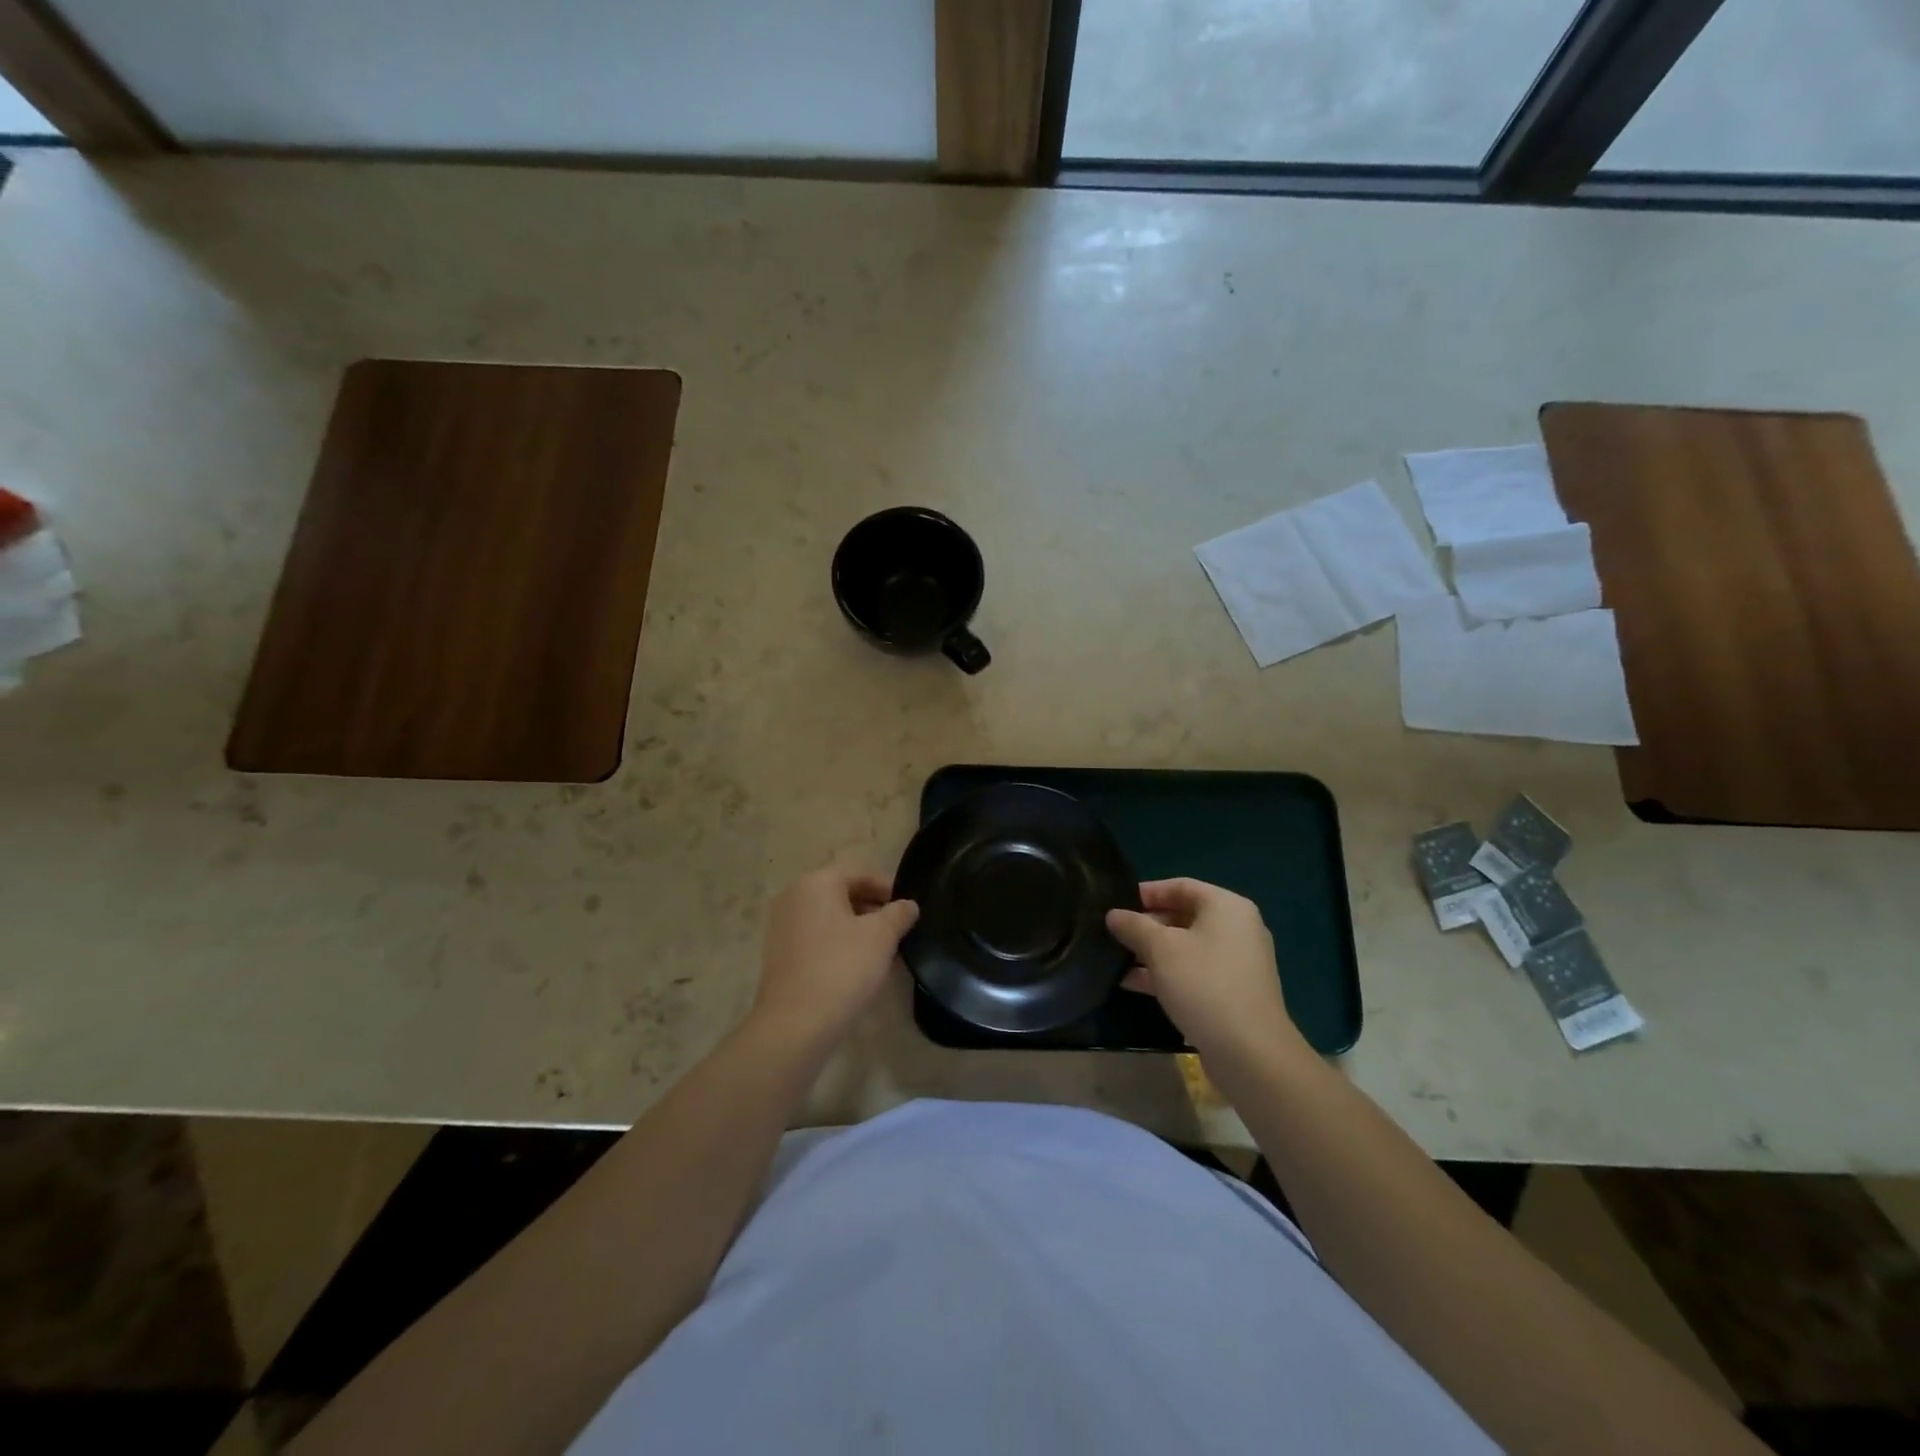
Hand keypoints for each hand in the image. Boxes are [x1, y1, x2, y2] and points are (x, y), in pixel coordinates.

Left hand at [750, 868, 918, 1052]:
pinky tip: (861, 968)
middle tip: (901, 932)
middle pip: (844, 894)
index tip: (910, 910)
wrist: (795, 1024)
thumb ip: (899, 913)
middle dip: (874, 911)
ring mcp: (783, 926)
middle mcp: (794, 896)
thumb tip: (908, 905)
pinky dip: (840, 945)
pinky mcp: (780, 954)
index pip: (861, 874)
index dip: (889, 890)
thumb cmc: (842, 968)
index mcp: (816, 882)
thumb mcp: (882, 936)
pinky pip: (818, 939)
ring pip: (831, 919)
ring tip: (886, 953)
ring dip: (859, 930)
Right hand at [1107, 878, 1308, 1068]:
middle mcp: (1238, 928)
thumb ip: (1134, 926)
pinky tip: (1134, 983)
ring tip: (1117, 959)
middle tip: (1115, 933)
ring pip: (1187, 946)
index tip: (1117, 904)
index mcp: (1227, 907)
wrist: (1250, 1053)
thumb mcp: (1161, 949)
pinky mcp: (1233, 992)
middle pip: (1185, 915)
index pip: (1181, 886)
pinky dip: (1167, 973)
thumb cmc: (1204, 985)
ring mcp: (1238, 962)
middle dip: (1147, 924)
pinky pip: (1195, 971)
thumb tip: (1114, 915)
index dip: (1147, 892)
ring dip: (1153, 951)